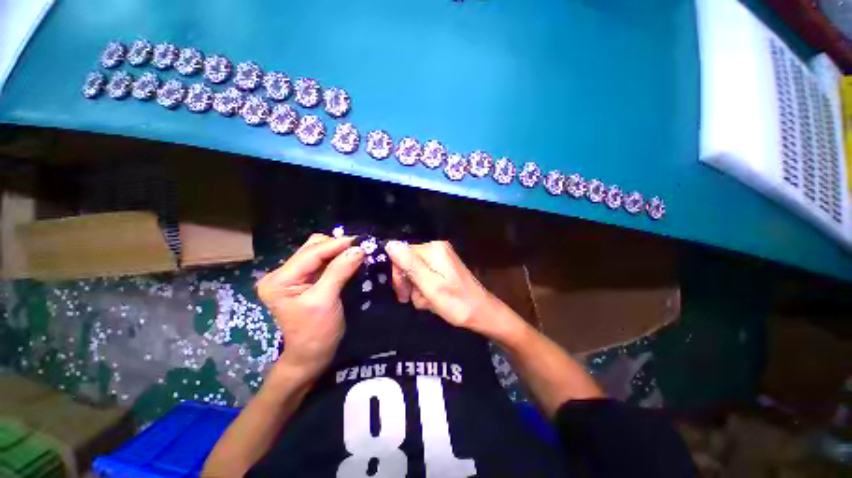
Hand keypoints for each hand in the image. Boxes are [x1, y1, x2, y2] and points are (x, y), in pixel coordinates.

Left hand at [257, 234, 363, 376]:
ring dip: (338, 251)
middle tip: (359, 249)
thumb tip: (358, 249)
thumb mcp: (326, 300)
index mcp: (279, 280)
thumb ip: (340, 271)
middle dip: (337, 246)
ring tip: (356, 254)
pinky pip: (323, 262)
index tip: (360, 240)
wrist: (312, 355)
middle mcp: (282, 274)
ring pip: (319, 252)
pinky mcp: (305, 280)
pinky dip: (337, 258)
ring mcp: (293, 276)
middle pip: (312, 248)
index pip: (311, 253)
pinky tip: (349, 260)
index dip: (336, 244)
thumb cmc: (316, 332)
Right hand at [385, 240, 505, 336]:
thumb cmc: (456, 303)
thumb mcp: (430, 286)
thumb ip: (410, 264)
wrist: (482, 313)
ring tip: (428, 301)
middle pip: (409, 262)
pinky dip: (425, 288)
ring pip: (416, 271)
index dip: (399, 274)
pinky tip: (433, 299)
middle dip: (409, 283)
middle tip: (414, 300)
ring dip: (418, 289)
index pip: (402, 254)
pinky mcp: (444, 266)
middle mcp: (437, 248)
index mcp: (433, 249)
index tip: (402, 294)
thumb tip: (390, 244)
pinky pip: (425, 275)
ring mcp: (442, 257)